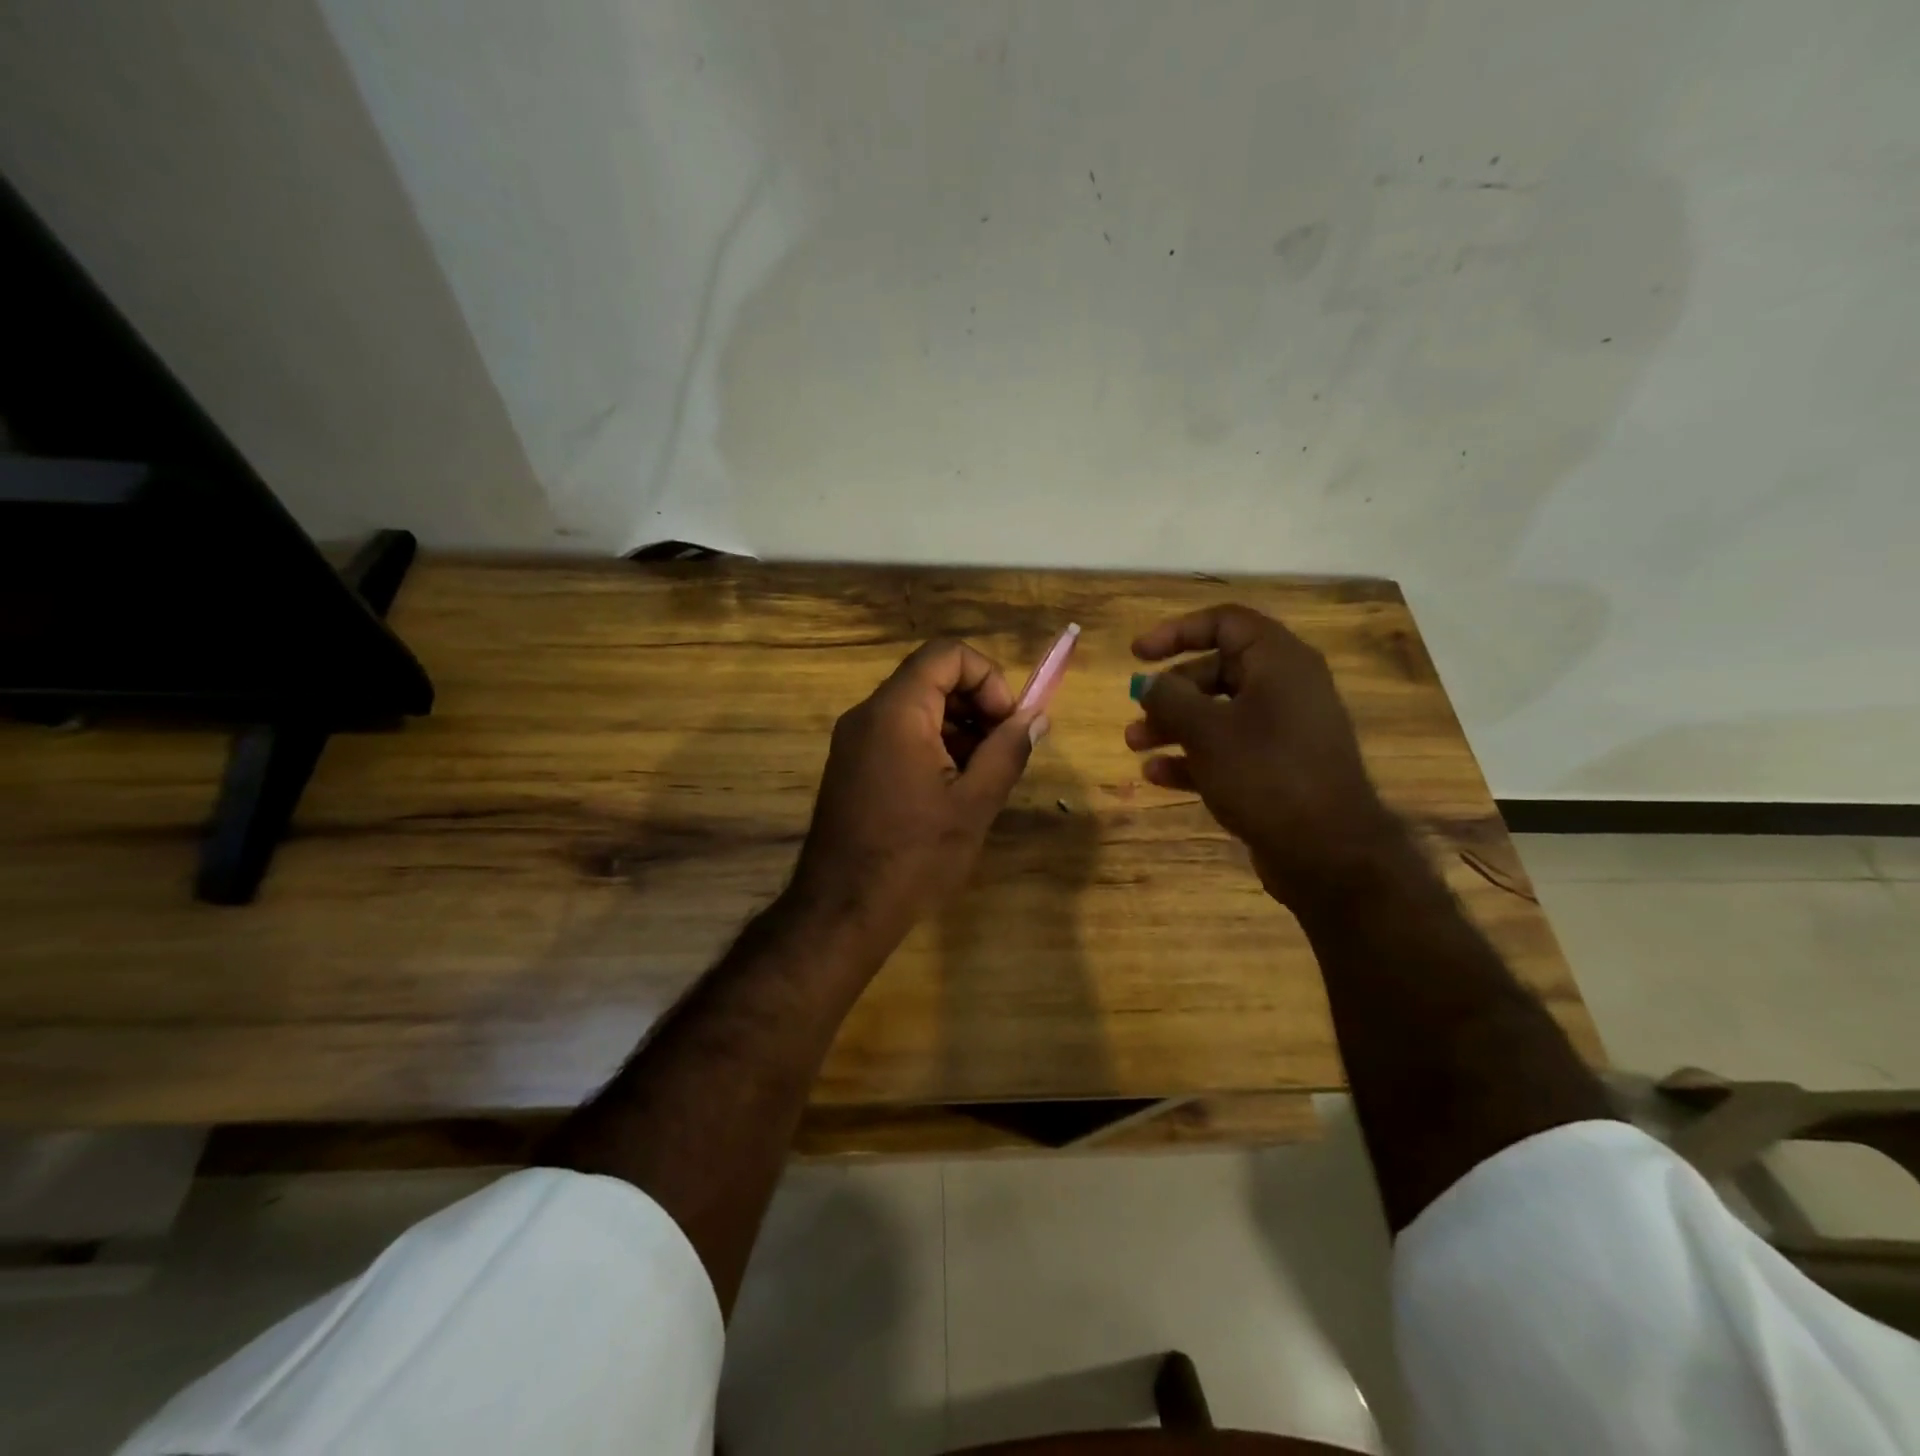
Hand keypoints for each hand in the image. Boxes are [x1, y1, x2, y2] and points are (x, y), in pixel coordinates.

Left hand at [789, 638, 1045, 954]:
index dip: (988, 678)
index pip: (946, 654)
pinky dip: (932, 745)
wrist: (842, 910)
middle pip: (931, 678)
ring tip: (982, 776)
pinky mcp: (851, 765)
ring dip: (958, 728)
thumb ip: (1008, 750)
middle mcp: (868, 714)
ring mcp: (854, 740)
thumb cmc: (914, 856)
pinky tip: (952, 789)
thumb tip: (1036, 717)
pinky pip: (898, 734)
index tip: (1007, 723)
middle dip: (976, 704)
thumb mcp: (974, 804)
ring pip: (916, 707)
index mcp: (897, 712)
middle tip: (1002, 750)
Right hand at [1125, 604, 1402, 906]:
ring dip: (1173, 725)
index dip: (1177, 631)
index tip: (1138, 654)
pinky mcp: (1278, 768)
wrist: (1328, 853)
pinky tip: (1156, 776)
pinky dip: (1193, 757)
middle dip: (1170, 690)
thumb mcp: (1206, 731)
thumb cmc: (1266, 775)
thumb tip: (1149, 684)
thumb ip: (1169, 698)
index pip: (1225, 622)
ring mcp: (1284, 731)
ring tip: (1135, 745)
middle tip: (1136, 708)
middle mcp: (1285, 688)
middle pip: (1217, 669)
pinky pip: (1228, 749)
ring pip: (1219, 713)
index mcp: (1279, 662)